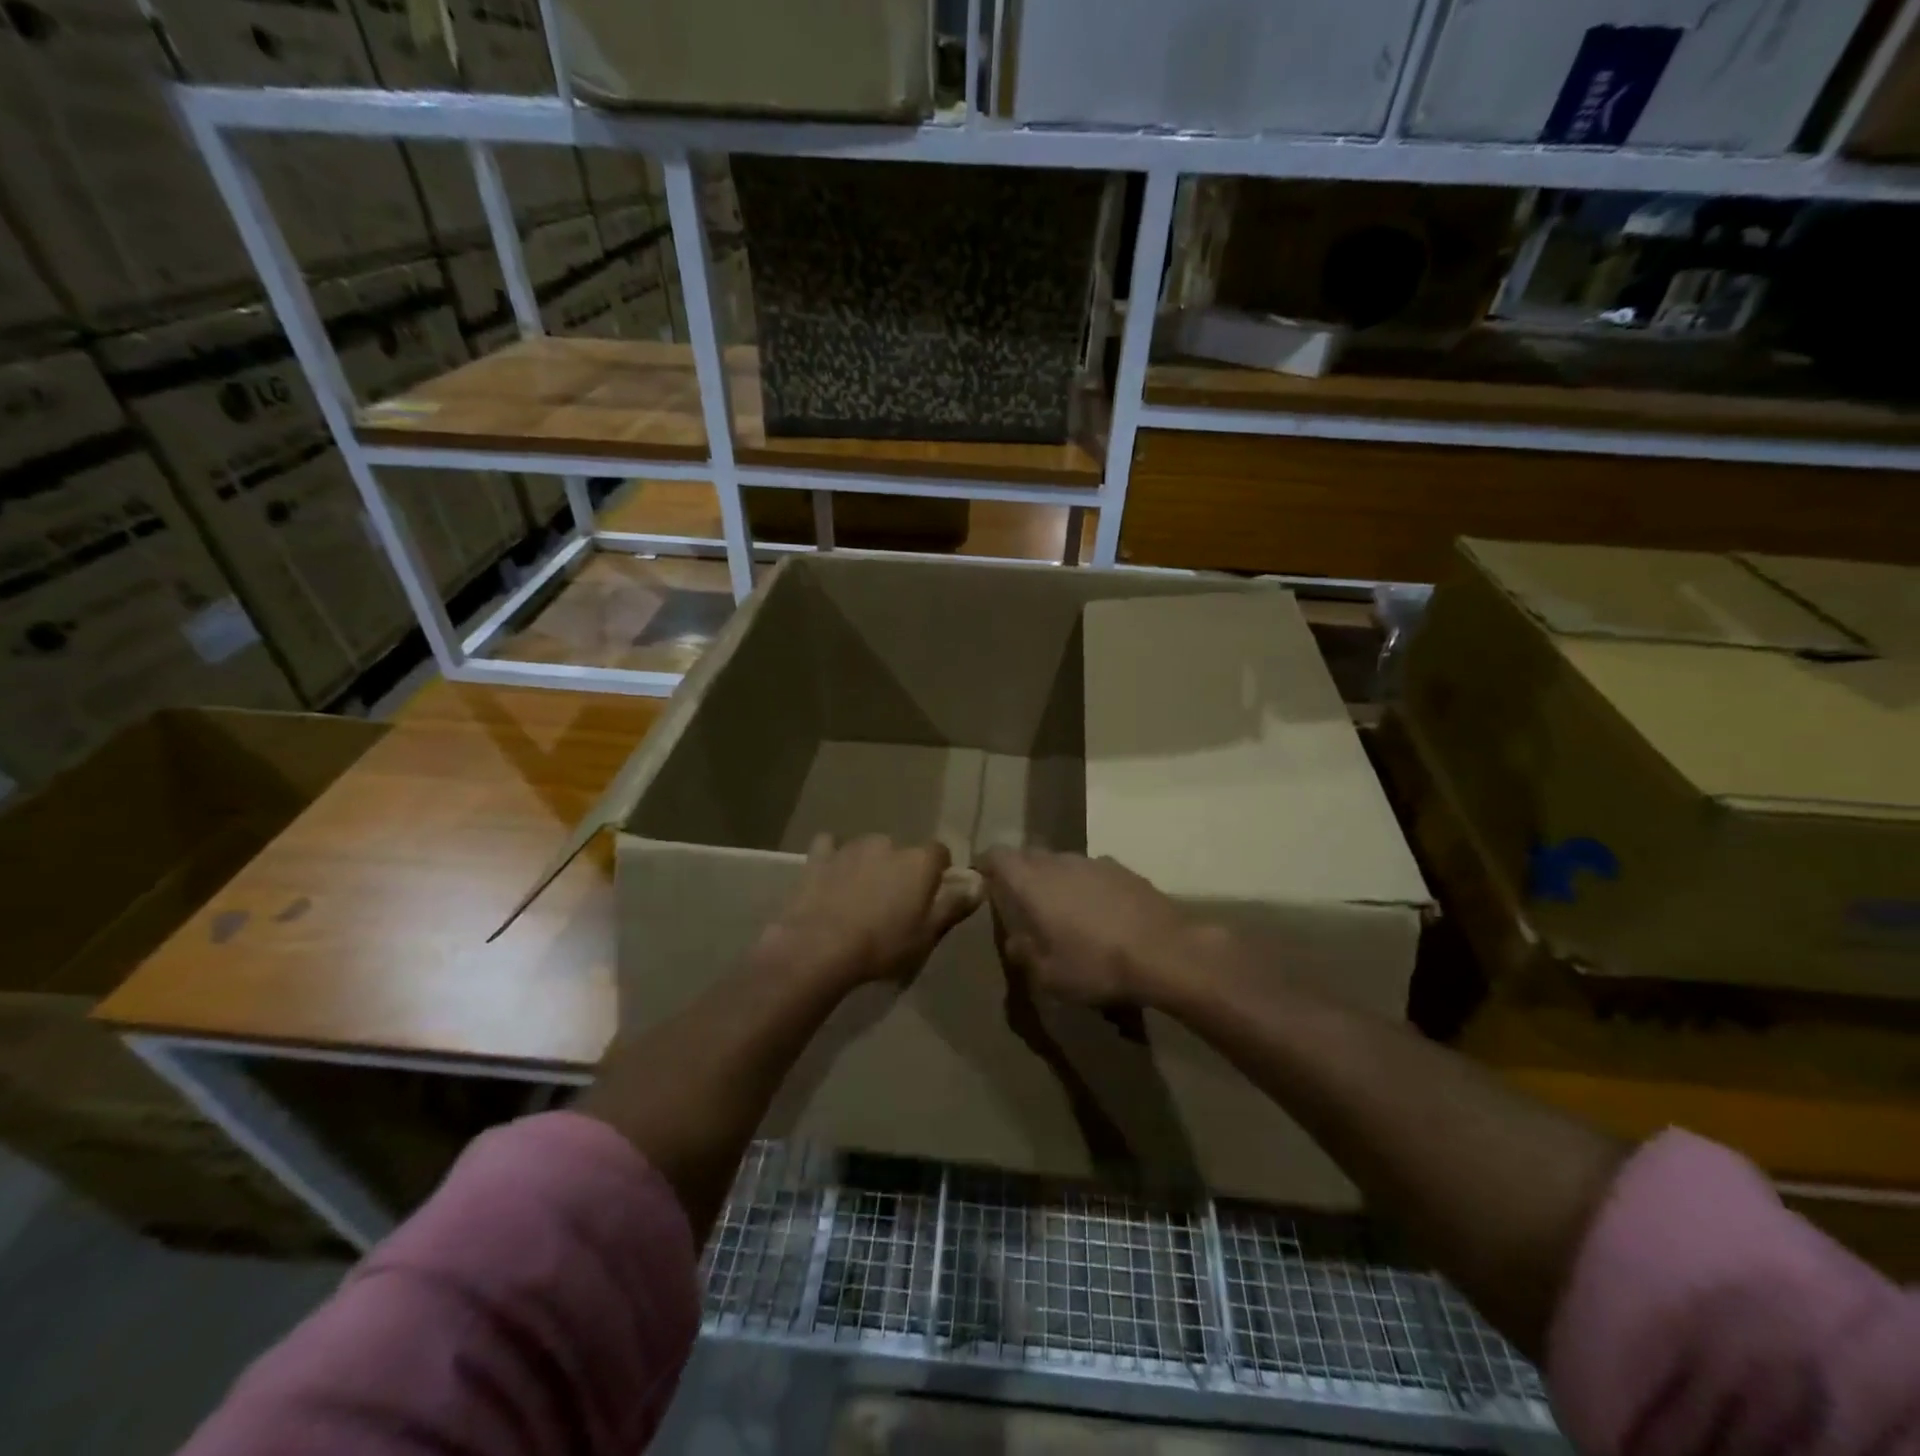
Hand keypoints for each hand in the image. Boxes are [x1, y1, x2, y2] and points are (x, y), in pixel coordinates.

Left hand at [759, 834, 981, 988]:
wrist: (819, 947)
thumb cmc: (883, 945)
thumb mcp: (927, 934)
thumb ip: (954, 904)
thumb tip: (979, 883)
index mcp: (919, 861)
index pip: (940, 854)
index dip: (937, 873)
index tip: (930, 897)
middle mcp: (888, 844)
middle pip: (902, 852)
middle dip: (900, 870)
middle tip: (893, 903)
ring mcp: (851, 847)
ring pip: (868, 849)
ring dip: (869, 865)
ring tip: (860, 896)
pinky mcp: (819, 856)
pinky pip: (830, 848)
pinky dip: (833, 858)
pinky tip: (830, 876)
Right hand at [977, 848, 1202, 1005]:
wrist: (1165, 952)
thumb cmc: (1096, 965)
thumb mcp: (1049, 975)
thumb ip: (1024, 953)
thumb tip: (1015, 940)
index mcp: (1032, 882)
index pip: (997, 855)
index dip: (986, 864)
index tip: (983, 879)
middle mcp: (1059, 862)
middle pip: (1030, 856)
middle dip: (1021, 874)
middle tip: (1022, 903)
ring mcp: (1094, 862)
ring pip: (1063, 863)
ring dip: (1056, 880)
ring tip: (1063, 911)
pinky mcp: (1124, 869)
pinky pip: (1092, 872)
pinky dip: (1087, 886)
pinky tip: (1100, 913)